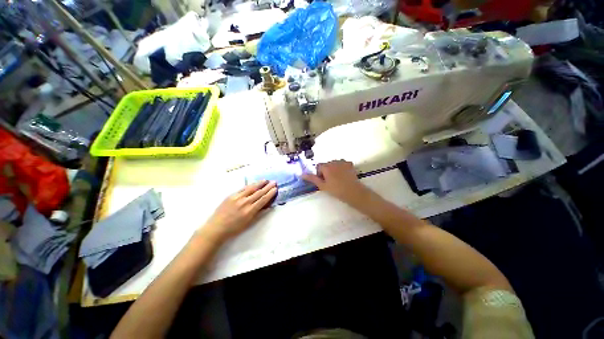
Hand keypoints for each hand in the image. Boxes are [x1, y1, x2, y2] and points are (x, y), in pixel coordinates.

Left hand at [201, 180, 276, 241]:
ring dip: (259, 183)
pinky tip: (254, 183)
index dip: (270, 193)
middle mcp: (245, 202)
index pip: (263, 199)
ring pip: (251, 188)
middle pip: (259, 193)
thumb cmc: (234, 228)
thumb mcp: (249, 223)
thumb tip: (267, 205)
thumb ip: (258, 213)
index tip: (275, 189)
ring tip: (265, 180)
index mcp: (250, 211)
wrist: (216, 227)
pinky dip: (250, 185)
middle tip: (274, 182)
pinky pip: (243, 189)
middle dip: (267, 187)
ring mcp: (237, 198)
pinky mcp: (231, 195)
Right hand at [302, 160, 373, 207]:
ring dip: (334, 169)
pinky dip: (342, 168)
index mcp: (326, 166)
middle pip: (326, 164)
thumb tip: (301, 174)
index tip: (323, 181)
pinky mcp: (350, 164)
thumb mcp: (322, 186)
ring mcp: (343, 162)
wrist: (353, 192)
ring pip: (334, 164)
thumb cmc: (336, 190)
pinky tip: (344, 175)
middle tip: (330, 181)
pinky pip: (342, 164)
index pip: (319, 166)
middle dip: (327, 171)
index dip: (320, 174)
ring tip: (338, 179)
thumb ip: (312, 178)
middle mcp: (334, 161)